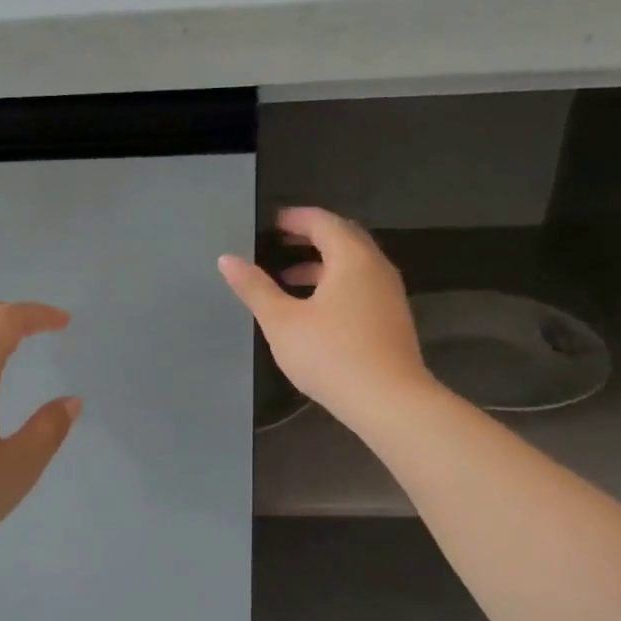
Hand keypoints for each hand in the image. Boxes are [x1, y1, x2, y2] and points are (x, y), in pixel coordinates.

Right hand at [219, 207, 428, 427]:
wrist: (388, 401)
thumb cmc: (331, 355)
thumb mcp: (282, 322)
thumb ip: (255, 288)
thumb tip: (227, 259)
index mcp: (352, 258)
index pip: (322, 222)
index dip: (294, 219)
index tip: (269, 224)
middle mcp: (376, 267)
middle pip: (343, 238)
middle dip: (309, 238)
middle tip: (278, 245)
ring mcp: (389, 294)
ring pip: (353, 265)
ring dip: (322, 265)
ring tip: (288, 279)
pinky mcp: (392, 319)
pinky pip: (362, 286)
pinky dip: (336, 285)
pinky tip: (315, 310)